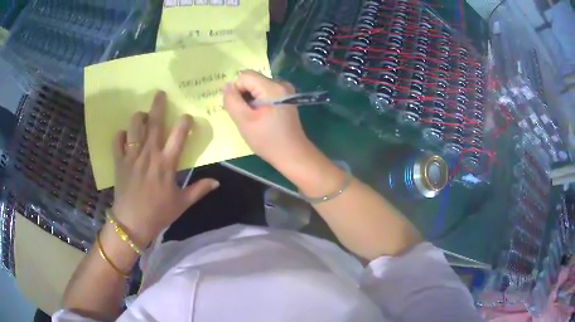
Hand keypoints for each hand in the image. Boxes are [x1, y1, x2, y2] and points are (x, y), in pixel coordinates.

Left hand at [111, 91, 219, 245]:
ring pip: (134, 127)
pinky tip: (125, 135)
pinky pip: (118, 141)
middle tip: (160, 93)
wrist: (132, 223)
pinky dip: (121, 135)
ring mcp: (132, 156)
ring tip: (143, 115)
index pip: (178, 136)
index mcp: (166, 164)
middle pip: (155, 123)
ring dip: (139, 117)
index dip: (185, 123)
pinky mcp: (119, 161)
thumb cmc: (159, 213)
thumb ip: (199, 190)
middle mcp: (149, 154)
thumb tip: (217, 182)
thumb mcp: (182, 203)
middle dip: (158, 106)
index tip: (187, 116)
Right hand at [223, 70, 310, 168]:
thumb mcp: (244, 121)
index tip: (240, 109)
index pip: (245, 76)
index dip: (237, 91)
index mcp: (273, 87)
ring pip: (257, 87)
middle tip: (246, 116)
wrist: (293, 154)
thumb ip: (232, 101)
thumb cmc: (268, 140)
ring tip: (254, 118)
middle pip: (252, 80)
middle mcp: (281, 84)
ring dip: (250, 101)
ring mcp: (285, 91)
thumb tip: (226, 86)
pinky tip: (261, 117)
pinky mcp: (286, 98)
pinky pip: (265, 93)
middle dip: (243, 96)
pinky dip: (258, 103)